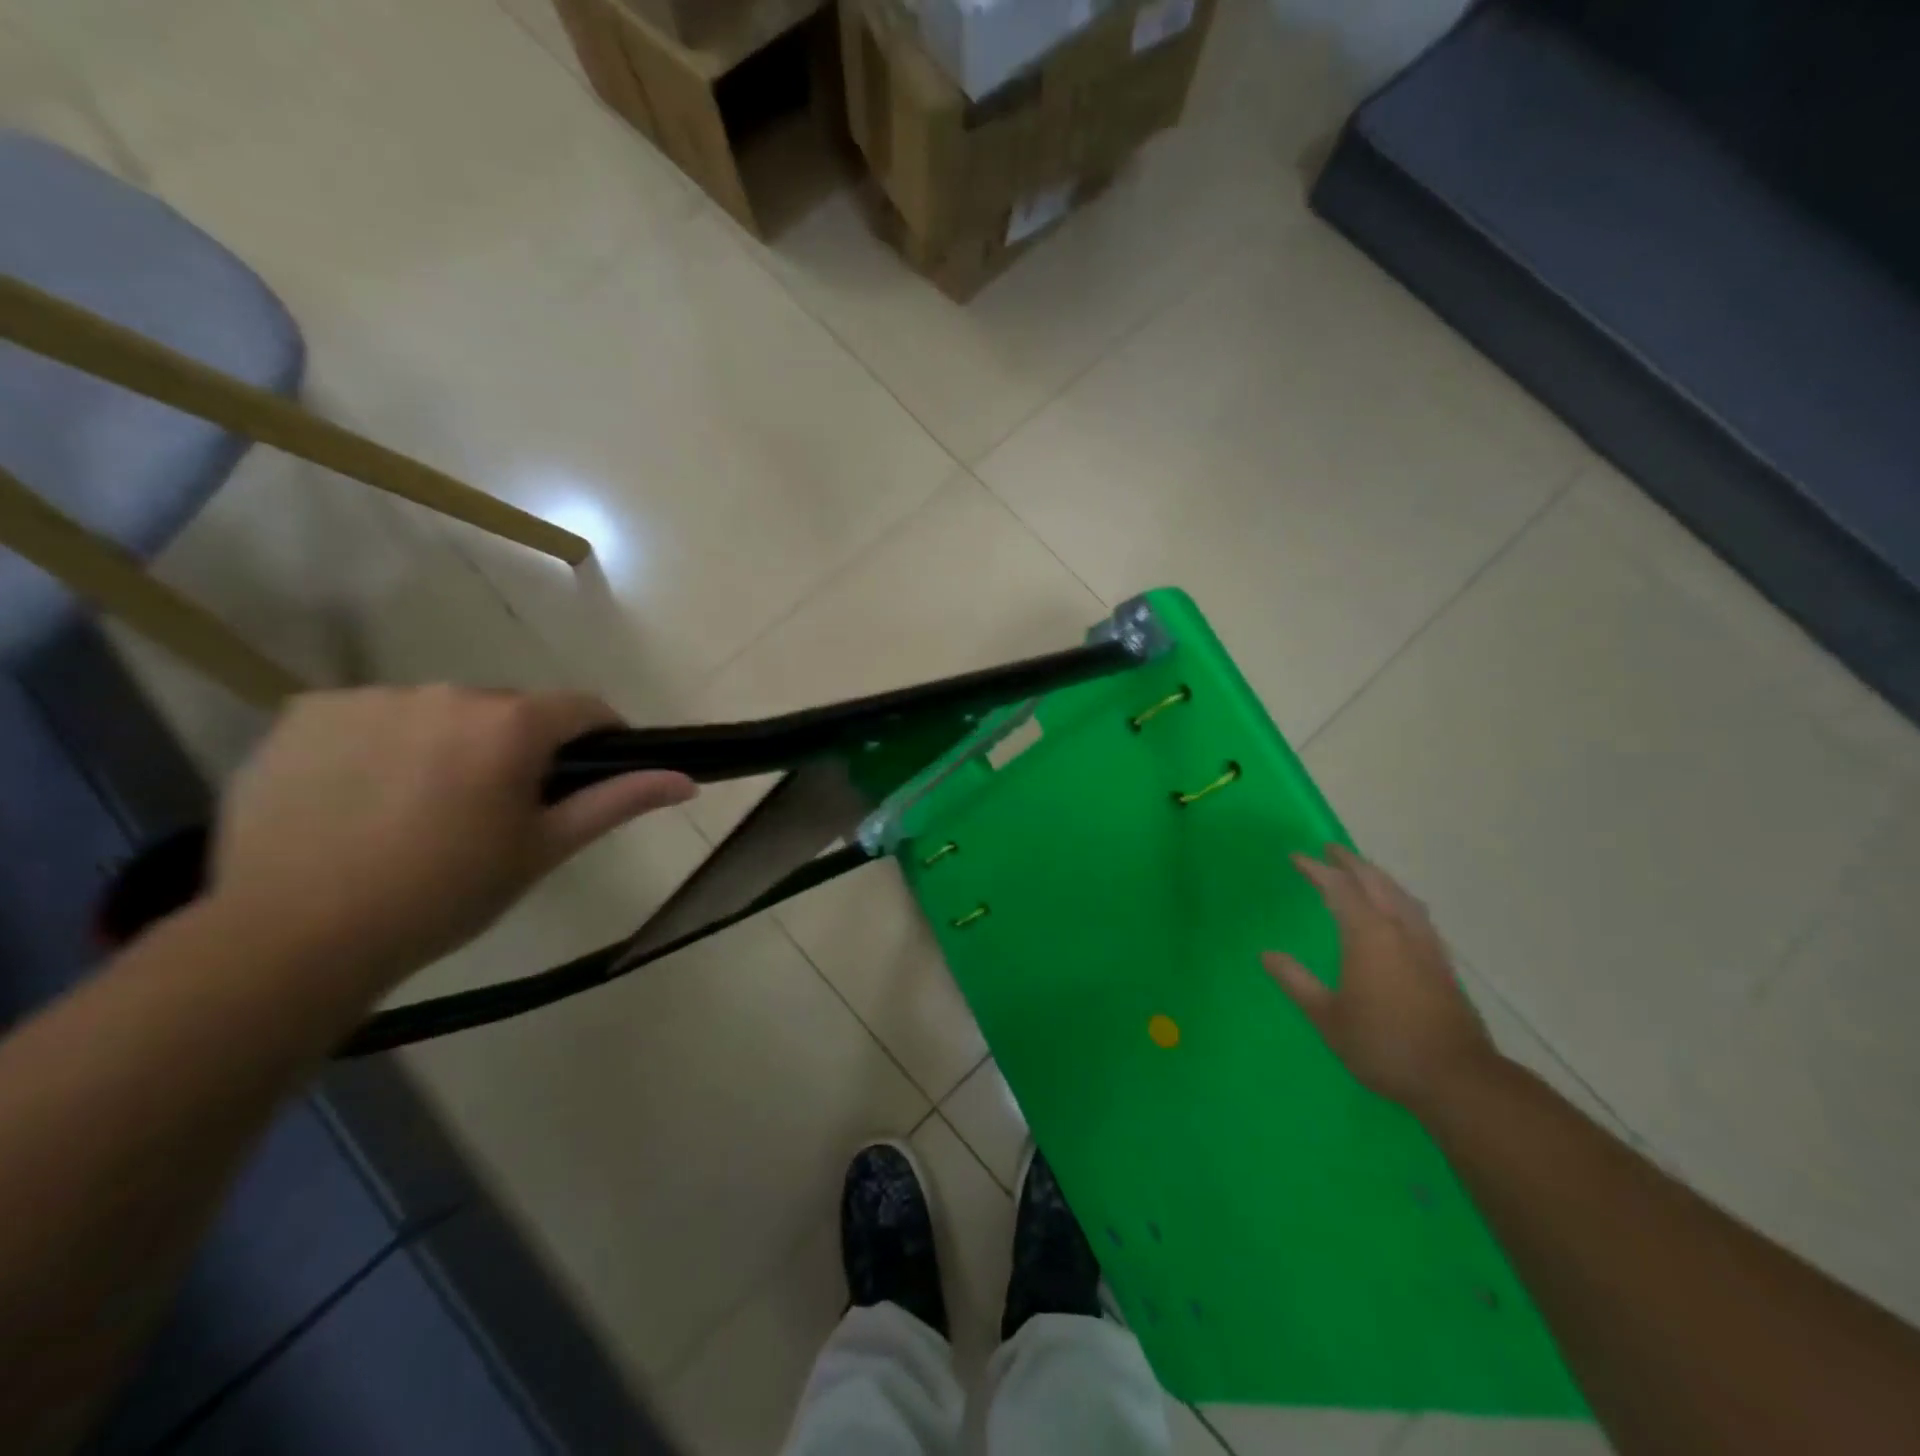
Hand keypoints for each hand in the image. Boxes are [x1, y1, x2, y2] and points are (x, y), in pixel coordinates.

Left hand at [208, 686, 695, 989]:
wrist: (295, 938)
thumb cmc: (445, 894)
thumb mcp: (544, 848)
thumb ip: (617, 801)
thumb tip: (687, 780)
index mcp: (510, 724)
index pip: (583, 708)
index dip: (600, 737)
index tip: (588, 775)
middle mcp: (446, 692)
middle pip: (507, 710)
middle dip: (515, 748)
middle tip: (495, 810)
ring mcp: (370, 697)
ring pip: (439, 713)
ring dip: (448, 744)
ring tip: (421, 809)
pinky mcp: (305, 712)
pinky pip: (371, 716)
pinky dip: (381, 745)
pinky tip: (363, 797)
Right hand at [1264, 846, 1497, 1113]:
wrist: (1457, 1079)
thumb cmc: (1383, 1044)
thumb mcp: (1327, 1017)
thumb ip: (1296, 981)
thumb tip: (1267, 955)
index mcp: (1368, 935)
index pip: (1338, 888)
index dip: (1316, 869)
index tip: (1296, 857)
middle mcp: (1399, 929)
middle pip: (1375, 881)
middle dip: (1350, 862)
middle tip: (1330, 850)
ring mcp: (1426, 945)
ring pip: (1400, 894)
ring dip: (1378, 877)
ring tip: (1361, 873)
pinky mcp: (1442, 963)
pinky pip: (1416, 912)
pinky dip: (1398, 898)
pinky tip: (1397, 911)